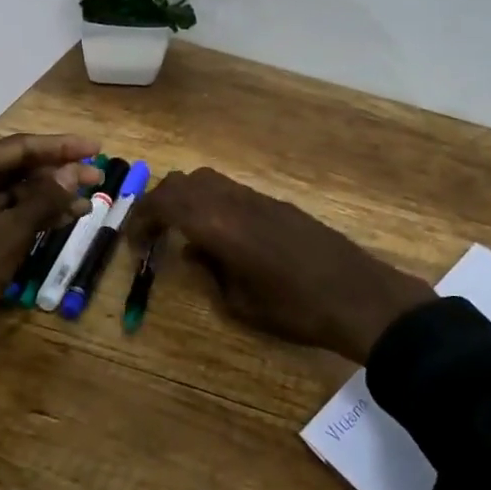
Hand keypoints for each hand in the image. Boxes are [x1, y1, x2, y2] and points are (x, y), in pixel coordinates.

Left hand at [0, 134, 100, 390]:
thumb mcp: (9, 232)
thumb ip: (44, 199)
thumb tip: (73, 172)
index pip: (19, 147)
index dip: (61, 146)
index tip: (96, 147)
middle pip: (16, 167)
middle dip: (57, 172)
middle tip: (98, 176)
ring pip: (13, 193)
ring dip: (50, 197)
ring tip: (89, 200)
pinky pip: (6, 215)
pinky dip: (34, 217)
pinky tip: (65, 220)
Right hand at [127, 168, 433, 362]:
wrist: (356, 295)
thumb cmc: (293, 309)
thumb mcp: (239, 303)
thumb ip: (208, 272)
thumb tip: (192, 252)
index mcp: (218, 223)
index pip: (166, 202)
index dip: (142, 217)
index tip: (134, 241)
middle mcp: (234, 200)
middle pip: (184, 181)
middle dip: (161, 202)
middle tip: (152, 233)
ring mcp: (259, 198)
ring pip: (209, 180)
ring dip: (188, 198)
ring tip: (182, 231)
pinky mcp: (277, 203)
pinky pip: (232, 191)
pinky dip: (213, 202)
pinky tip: (220, 234)